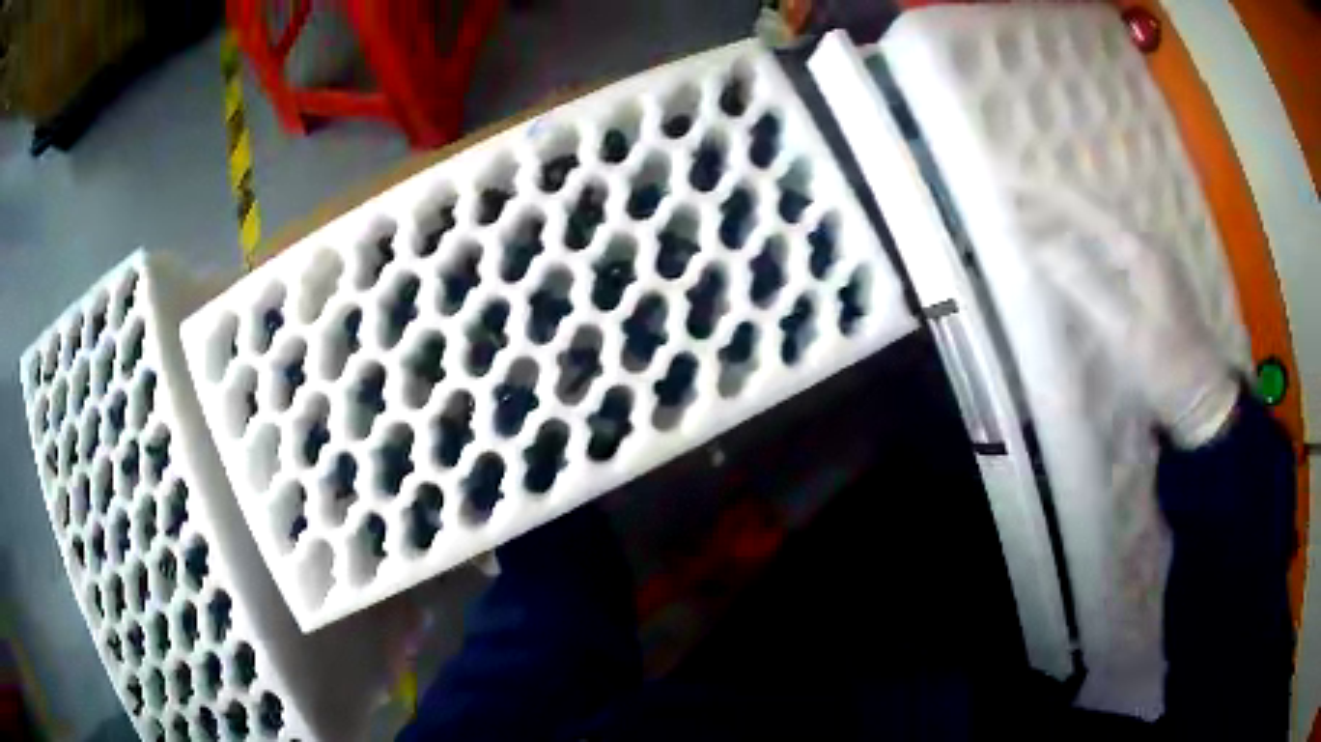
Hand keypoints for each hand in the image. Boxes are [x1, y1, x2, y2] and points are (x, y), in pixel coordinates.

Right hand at [1017, 186, 1238, 447]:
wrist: (1203, 396)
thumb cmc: (1166, 367)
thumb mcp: (1125, 333)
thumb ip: (1084, 286)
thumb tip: (1042, 248)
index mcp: (1141, 249)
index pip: (1086, 206)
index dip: (1046, 194)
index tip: (1009, 187)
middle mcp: (1147, 243)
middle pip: (1094, 210)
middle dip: (1053, 203)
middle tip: (1013, 203)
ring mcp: (1153, 260)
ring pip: (1103, 227)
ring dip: (1068, 221)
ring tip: (1034, 222)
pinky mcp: (1153, 279)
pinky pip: (1111, 247)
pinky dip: (1085, 242)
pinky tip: (1073, 252)